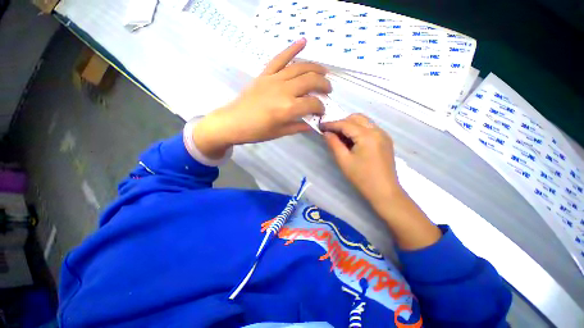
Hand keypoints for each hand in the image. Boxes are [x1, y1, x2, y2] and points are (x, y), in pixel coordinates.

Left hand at [193, 38, 330, 158]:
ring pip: (300, 67)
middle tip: (328, 91)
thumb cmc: (257, 131)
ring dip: (315, 68)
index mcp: (288, 108)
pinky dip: (292, 48)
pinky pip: (280, 58)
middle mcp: (284, 90)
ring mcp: (274, 79)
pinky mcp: (265, 74)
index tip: (321, 112)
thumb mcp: (280, 133)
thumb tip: (313, 125)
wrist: (233, 122)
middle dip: (324, 85)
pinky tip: (303, 41)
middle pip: (311, 81)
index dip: (321, 108)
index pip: (313, 104)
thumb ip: (298, 127)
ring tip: (324, 72)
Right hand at [322, 114, 401, 207]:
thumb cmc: (362, 177)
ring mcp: (383, 134)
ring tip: (340, 136)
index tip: (320, 126)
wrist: (384, 191)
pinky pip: (370, 128)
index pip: (345, 124)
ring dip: (350, 125)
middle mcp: (377, 130)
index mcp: (367, 136)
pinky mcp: (385, 140)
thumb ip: (334, 143)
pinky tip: (353, 140)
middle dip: (341, 122)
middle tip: (331, 132)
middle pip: (356, 118)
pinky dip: (359, 130)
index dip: (331, 124)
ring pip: (364, 122)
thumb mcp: (344, 160)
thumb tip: (326, 133)